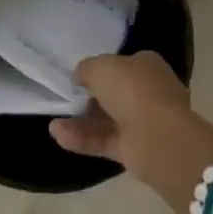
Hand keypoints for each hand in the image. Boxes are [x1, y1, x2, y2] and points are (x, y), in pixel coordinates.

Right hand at [50, 52, 212, 213]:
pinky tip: (59, 135)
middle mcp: (149, 92)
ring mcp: (144, 122)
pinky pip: (104, 140)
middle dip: (89, 99)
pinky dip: (82, 139)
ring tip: (54, 124)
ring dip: (80, 122)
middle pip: (114, 94)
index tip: (79, 78)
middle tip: (67, 101)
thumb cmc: (132, 90)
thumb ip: (86, 69)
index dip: (100, 70)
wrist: (158, 137)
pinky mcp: (135, 148)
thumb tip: (81, 78)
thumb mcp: (100, 67)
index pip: (122, 65)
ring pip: (107, 120)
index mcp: (148, 66)